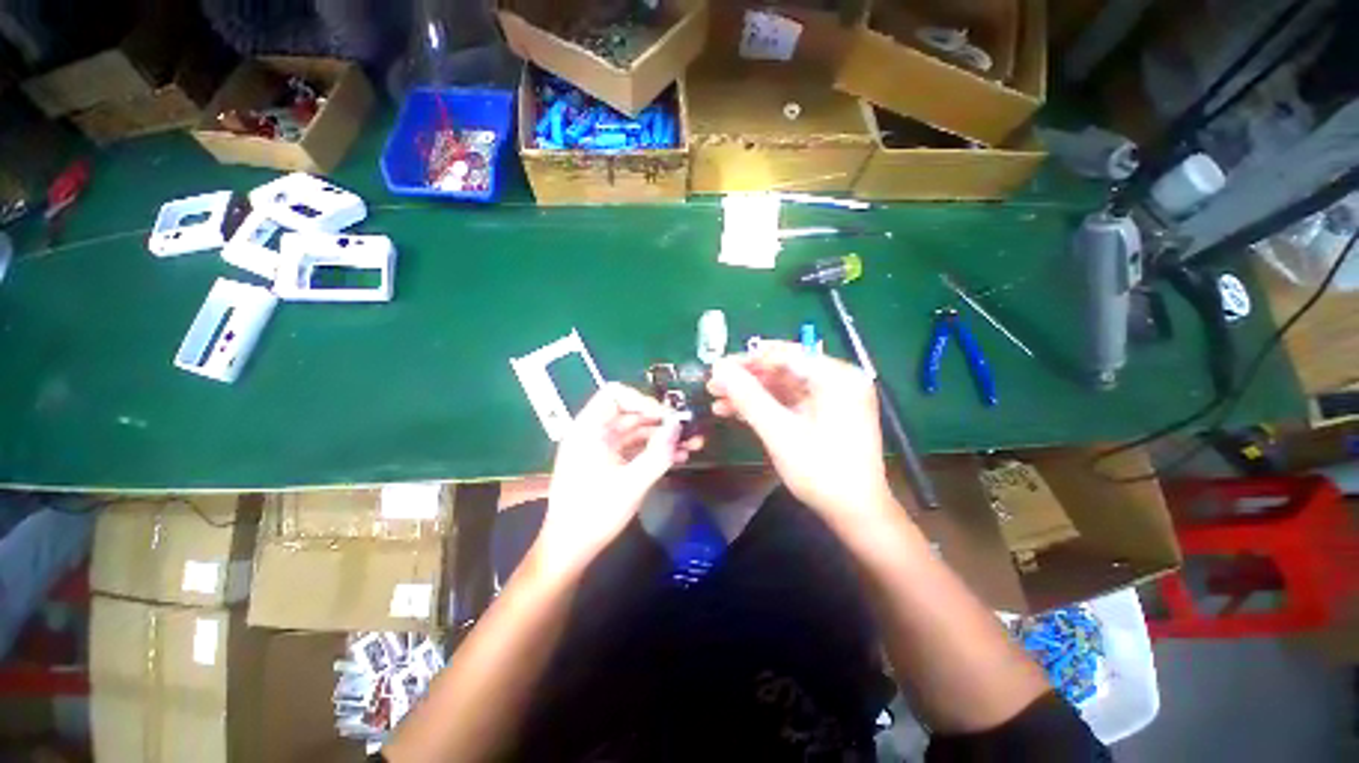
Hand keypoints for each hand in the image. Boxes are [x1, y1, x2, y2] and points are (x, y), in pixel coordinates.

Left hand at [532, 383, 701, 574]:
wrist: (570, 549)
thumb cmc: (595, 513)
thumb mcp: (632, 483)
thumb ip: (658, 452)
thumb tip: (677, 425)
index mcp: (589, 429)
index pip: (615, 394)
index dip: (643, 400)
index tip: (666, 417)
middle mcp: (594, 433)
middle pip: (630, 413)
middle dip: (661, 420)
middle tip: (688, 429)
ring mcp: (601, 448)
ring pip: (636, 431)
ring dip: (662, 436)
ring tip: (692, 444)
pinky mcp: (608, 463)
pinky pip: (633, 448)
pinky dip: (653, 450)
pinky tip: (678, 458)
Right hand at [707, 341, 895, 521]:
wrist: (855, 513)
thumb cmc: (821, 471)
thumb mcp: (780, 431)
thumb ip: (749, 397)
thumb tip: (719, 368)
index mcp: (837, 376)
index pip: (786, 354)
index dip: (748, 359)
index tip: (718, 367)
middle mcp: (837, 380)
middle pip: (783, 369)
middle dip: (746, 378)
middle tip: (713, 384)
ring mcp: (830, 398)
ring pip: (782, 386)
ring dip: (750, 393)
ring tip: (717, 400)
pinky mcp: (823, 414)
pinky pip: (788, 402)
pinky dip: (764, 406)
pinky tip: (735, 412)